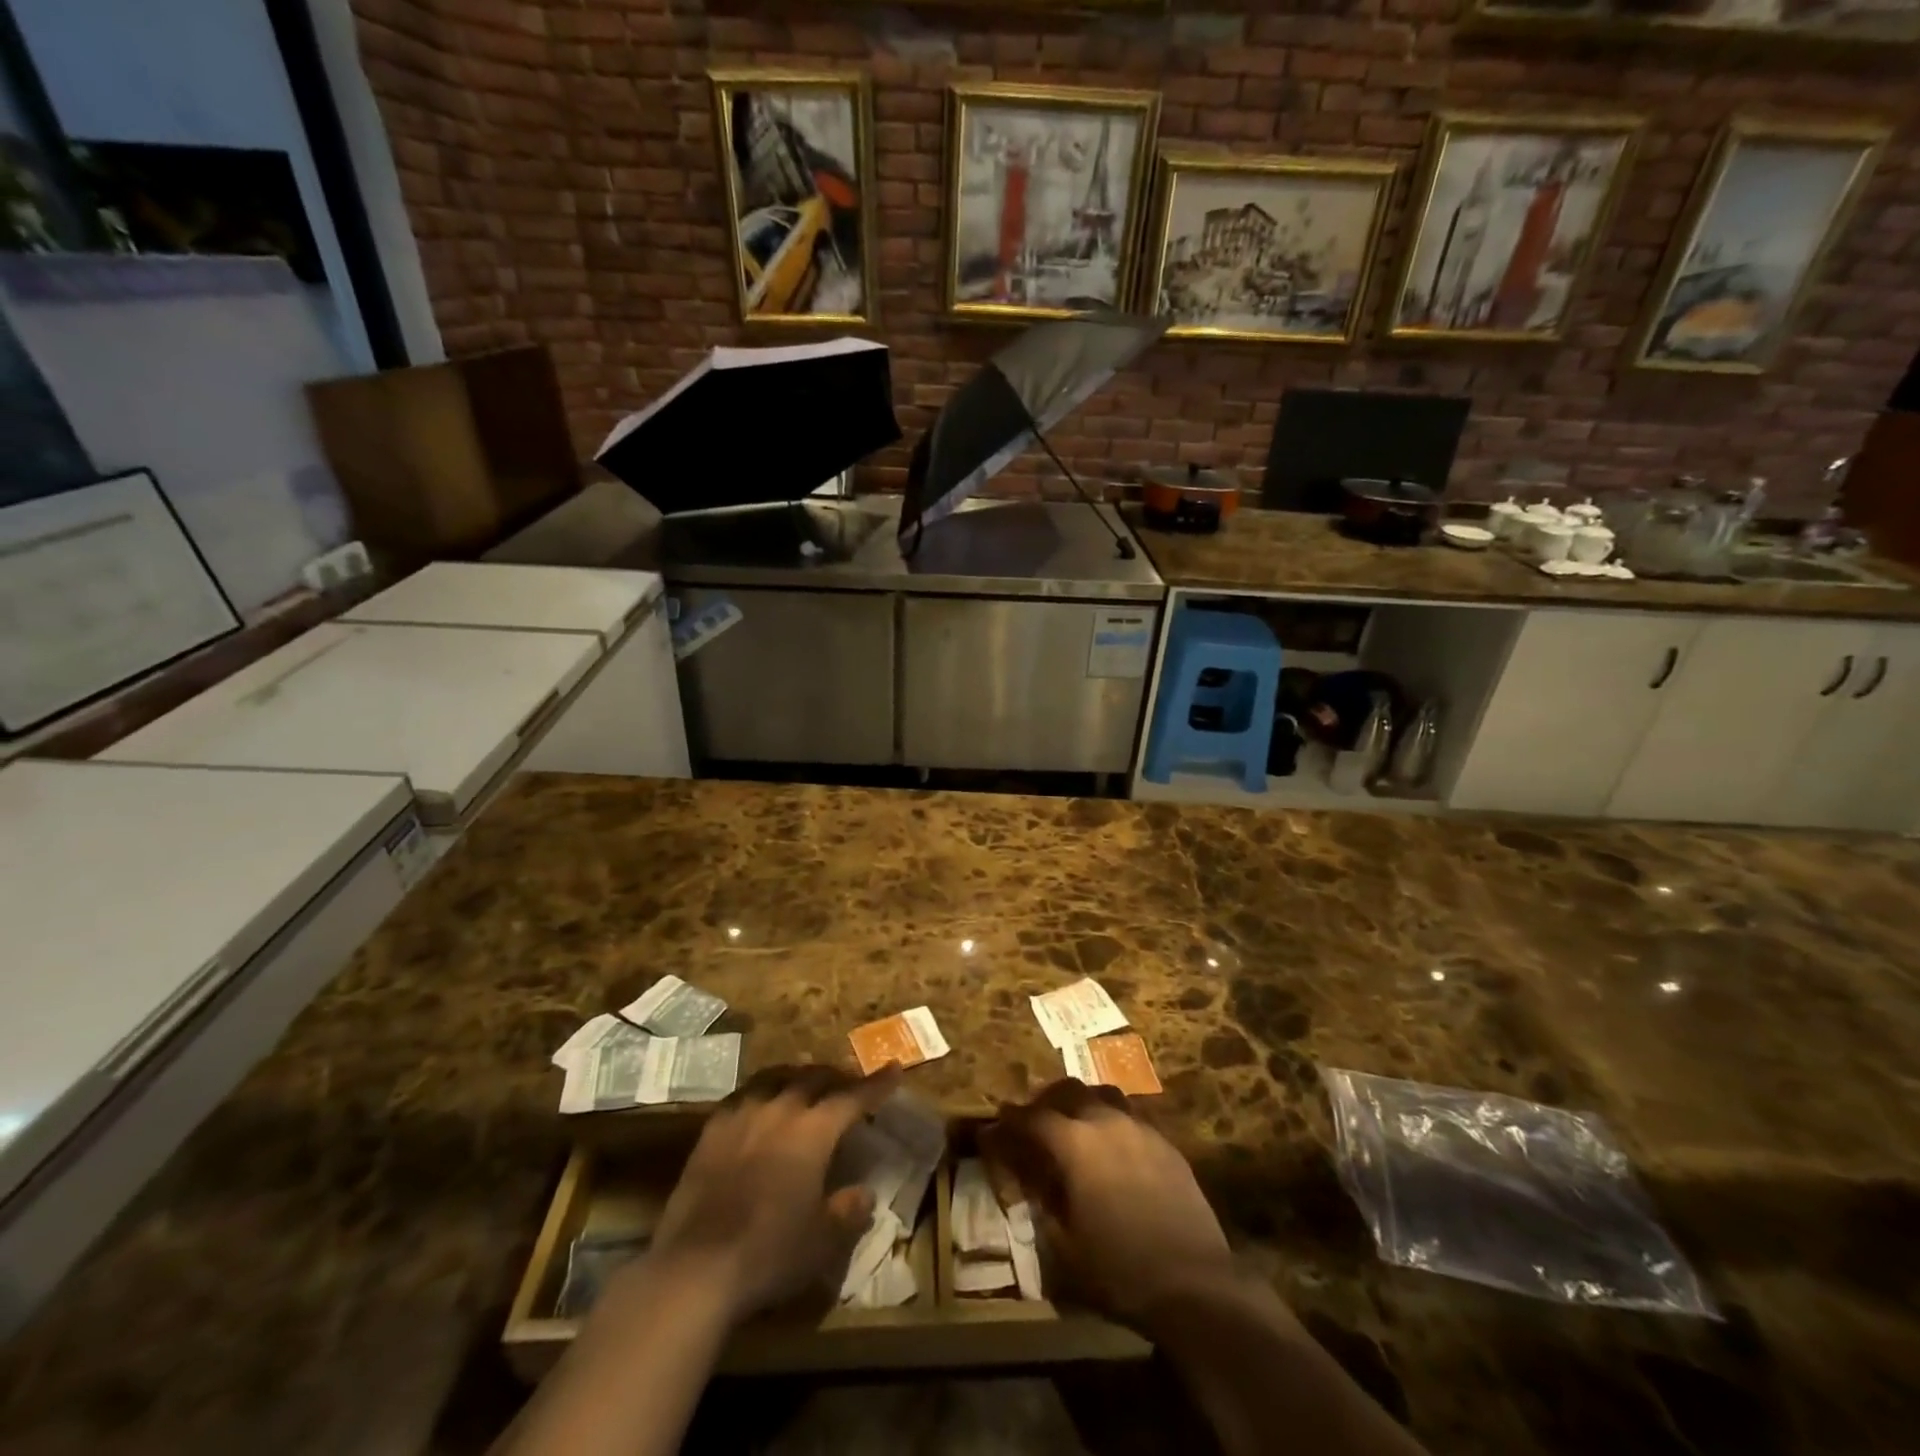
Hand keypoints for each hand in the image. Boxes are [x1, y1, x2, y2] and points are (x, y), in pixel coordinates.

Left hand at [645, 1064, 900, 1324]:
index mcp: (814, 1130)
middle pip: (814, 1078)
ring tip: (805, 1082)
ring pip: (777, 1078)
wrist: (696, 1266)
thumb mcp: (822, 1240)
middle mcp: (781, 1109)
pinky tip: (760, 1104)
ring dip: (798, 1076)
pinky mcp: (712, 1130)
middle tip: (848, 1080)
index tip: (894, 1069)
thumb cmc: (769, 1252)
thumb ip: (848, 1212)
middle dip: (836, 1076)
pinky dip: (762, 1092)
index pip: (853, 1097)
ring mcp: (742, 1115)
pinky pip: (743, 1095)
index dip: (876, 1085)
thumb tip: (864, 1194)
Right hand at [984, 1079, 1236, 1323]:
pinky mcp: (1167, 1144)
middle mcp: (1105, 1122)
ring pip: (1104, 1096)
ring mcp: (1141, 1128)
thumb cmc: (1119, 1272)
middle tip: (1038, 1119)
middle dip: (1047, 1100)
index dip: (1012, 1118)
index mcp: (1074, 1144)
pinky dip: (1114, 1123)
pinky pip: (1132, 1118)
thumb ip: (1042, 1206)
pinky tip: (1116, 1150)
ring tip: (1078, 1126)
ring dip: (1084, 1104)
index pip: (1033, 1117)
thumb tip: (1031, 1183)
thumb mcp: (1063, 1249)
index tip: (1000, 1120)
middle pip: (1069, 1090)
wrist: (1195, 1284)